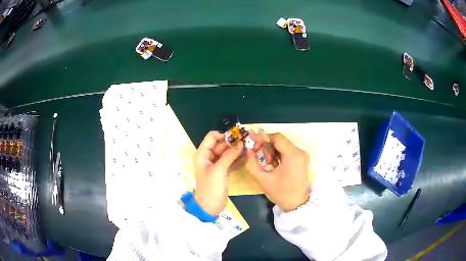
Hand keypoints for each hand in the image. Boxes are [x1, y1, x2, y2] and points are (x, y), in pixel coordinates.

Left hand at [193, 131, 243, 215]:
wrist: (209, 207)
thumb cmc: (211, 187)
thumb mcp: (219, 170)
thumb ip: (229, 155)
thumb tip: (240, 143)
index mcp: (202, 154)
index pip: (212, 137)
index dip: (223, 135)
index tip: (237, 136)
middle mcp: (208, 157)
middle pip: (221, 145)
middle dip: (233, 143)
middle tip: (247, 141)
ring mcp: (216, 165)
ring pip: (227, 153)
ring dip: (236, 150)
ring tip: (249, 148)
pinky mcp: (222, 172)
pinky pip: (230, 162)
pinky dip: (237, 159)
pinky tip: (247, 157)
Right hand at [246, 133, 309, 211]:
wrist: (297, 204)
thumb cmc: (281, 193)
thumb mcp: (263, 179)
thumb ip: (252, 163)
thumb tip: (248, 150)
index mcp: (293, 155)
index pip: (276, 138)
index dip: (262, 137)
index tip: (251, 139)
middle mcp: (300, 152)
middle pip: (280, 141)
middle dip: (267, 147)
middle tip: (261, 159)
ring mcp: (302, 155)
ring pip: (283, 145)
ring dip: (272, 152)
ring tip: (269, 165)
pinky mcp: (302, 159)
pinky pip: (288, 150)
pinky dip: (279, 155)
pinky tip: (275, 165)